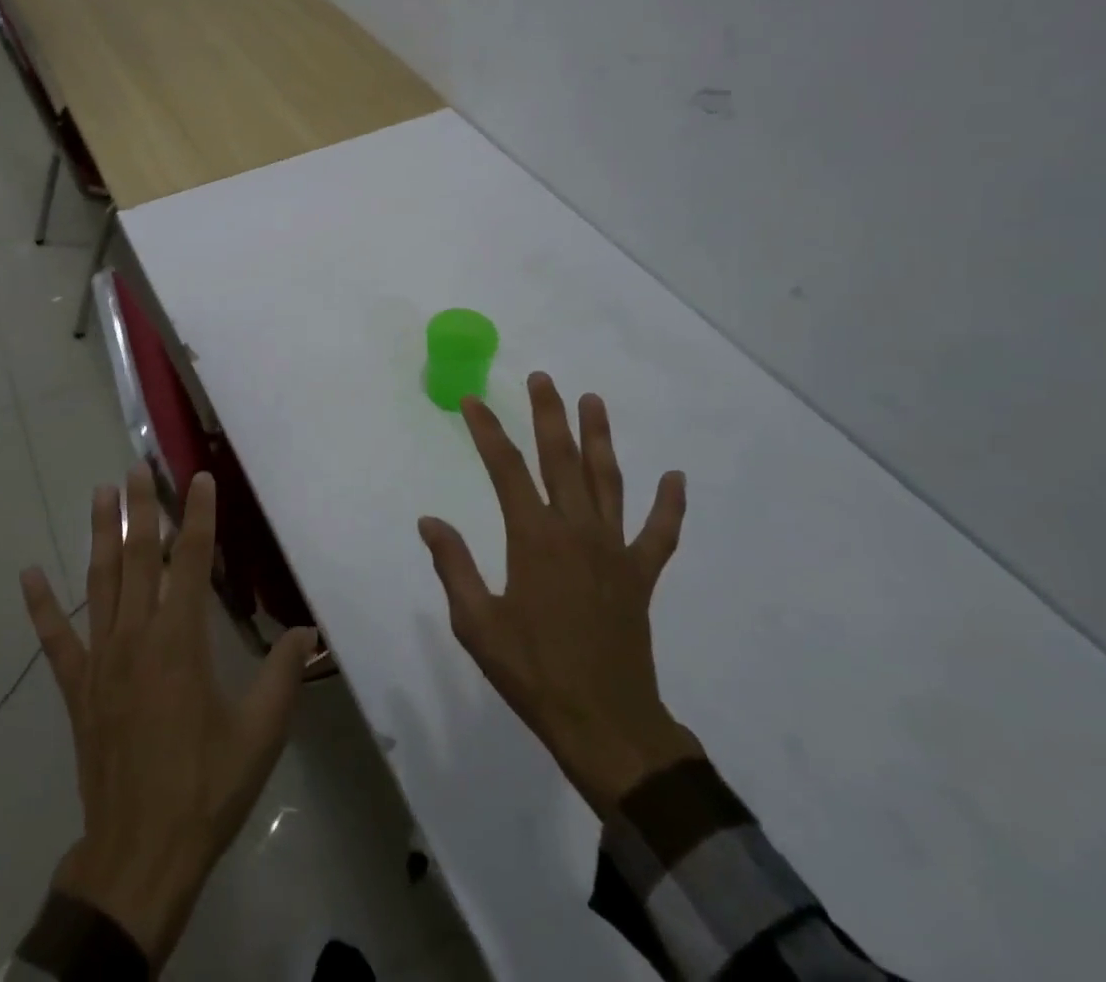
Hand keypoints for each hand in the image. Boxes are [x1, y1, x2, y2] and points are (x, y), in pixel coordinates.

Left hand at [20, 465, 317, 965]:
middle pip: (138, 557)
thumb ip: (282, 675)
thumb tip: (308, 630)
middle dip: (139, 508)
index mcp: (181, 641)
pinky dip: (40, 606)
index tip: (198, 478)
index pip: (191, 561)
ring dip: (99, 535)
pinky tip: (28, 574)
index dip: (197, 516)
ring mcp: (101, 659)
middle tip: (136, 466)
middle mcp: (136, 636)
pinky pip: (54, 639)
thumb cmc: (205, 788)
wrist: (140, 855)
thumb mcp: (260, 734)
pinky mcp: (77, 688)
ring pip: (99, 581)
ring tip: (98, 493)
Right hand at [419, 374, 702, 816]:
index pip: (505, 469)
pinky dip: (669, 505)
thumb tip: (429, 521)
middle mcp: (576, 531)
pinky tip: (675, 478)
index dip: (487, 430)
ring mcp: (614, 551)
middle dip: (549, 415)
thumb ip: (454, 565)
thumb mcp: (476, 623)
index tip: (473, 401)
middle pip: (560, 459)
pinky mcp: (641, 576)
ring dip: (600, 439)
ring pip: (608, 481)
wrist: (606, 726)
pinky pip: (659, 533)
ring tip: (593, 401)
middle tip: (543, 379)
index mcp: (533, 538)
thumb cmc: (533, 672)